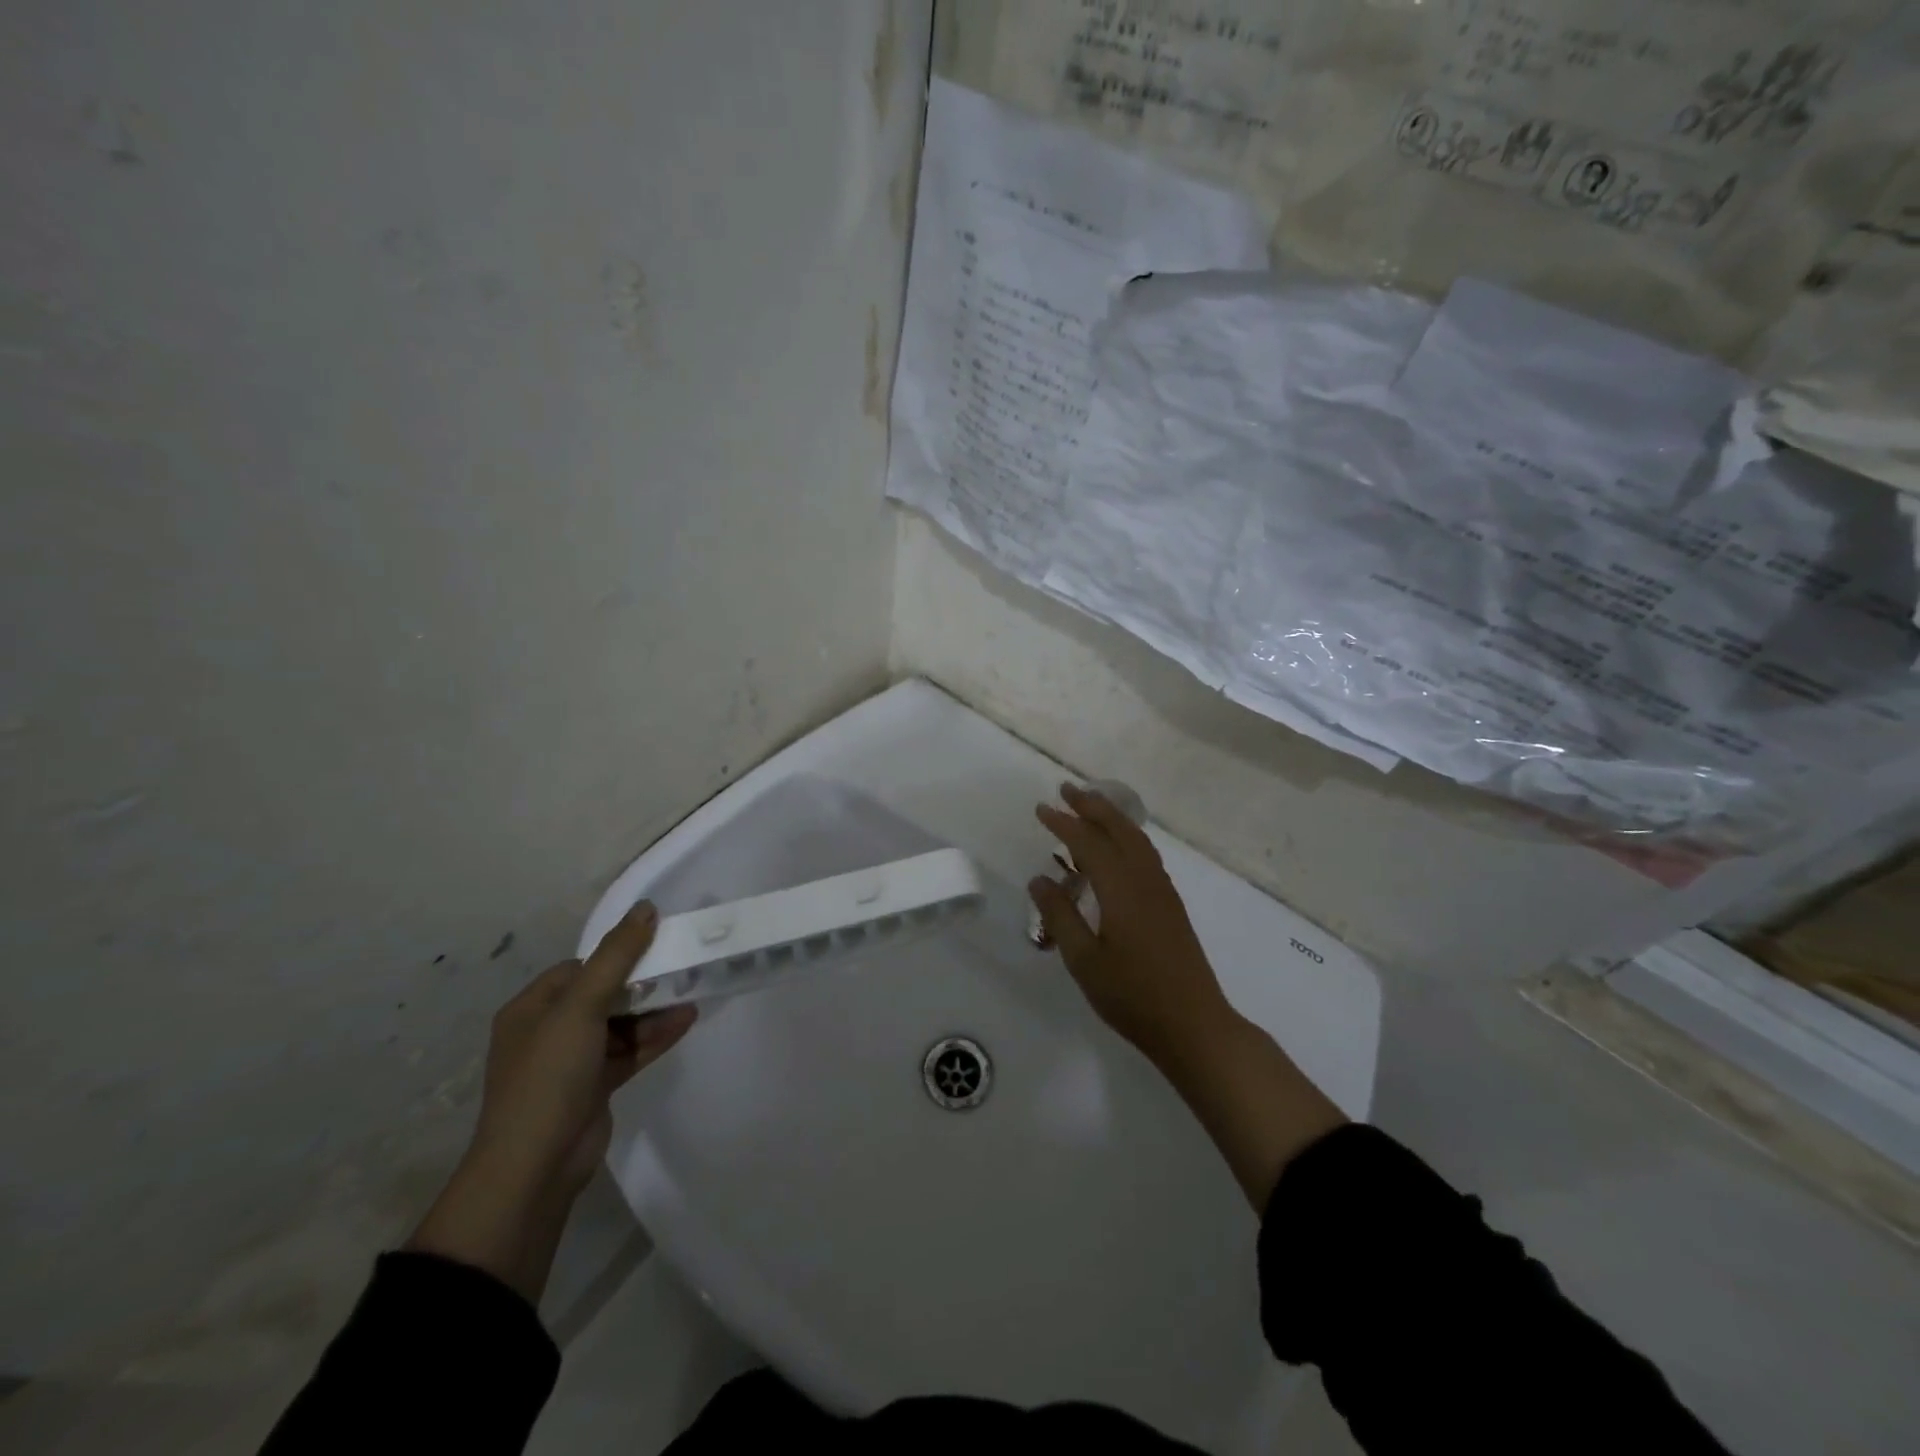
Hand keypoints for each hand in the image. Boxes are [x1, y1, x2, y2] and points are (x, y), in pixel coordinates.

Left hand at [469, 902, 696, 1194]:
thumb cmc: (550, 1076)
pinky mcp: (594, 1088)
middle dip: (642, 982)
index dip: (615, 956)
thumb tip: (646, 907)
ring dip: (654, 1010)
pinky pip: (630, 1051)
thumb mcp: (582, 1007)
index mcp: (532, 1009)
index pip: (579, 968)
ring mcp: (572, 1063)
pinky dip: (655, 1036)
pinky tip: (687, 1020)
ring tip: (692, 991)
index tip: (654, 946)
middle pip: (603, 994)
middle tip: (680, 967)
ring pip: (621, 1024)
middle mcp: (549, 1032)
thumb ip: (616, 956)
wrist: (535, 1168)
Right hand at [1031, 785, 1346, 1209]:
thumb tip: (1039, 879)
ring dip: (1112, 817)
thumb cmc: (1132, 996)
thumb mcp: (1084, 960)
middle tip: (1066, 789)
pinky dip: (1127, 837)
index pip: (1088, 842)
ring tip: (1090, 806)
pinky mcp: (1171, 905)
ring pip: (1137, 839)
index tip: (1041, 809)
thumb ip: (1060, 916)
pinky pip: (1146, 854)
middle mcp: (1145, 880)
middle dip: (1092, 805)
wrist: (1194, 1025)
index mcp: (1121, 889)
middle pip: (1119, 828)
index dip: (1063, 823)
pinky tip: (1117, 848)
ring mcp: (1163, 891)